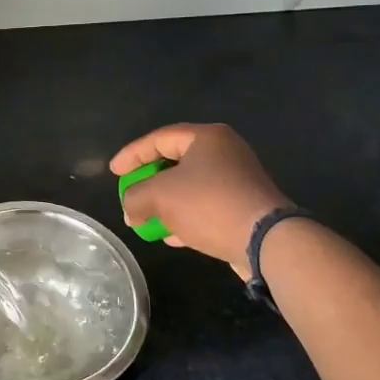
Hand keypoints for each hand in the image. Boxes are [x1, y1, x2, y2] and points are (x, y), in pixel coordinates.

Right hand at [109, 124, 287, 279]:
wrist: (266, 241)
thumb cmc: (209, 204)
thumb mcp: (159, 196)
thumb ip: (135, 197)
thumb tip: (131, 211)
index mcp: (207, 138)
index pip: (159, 139)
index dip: (132, 154)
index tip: (113, 172)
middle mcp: (225, 153)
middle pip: (175, 162)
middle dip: (148, 183)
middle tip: (130, 195)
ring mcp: (238, 181)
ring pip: (190, 187)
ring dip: (165, 204)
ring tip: (145, 220)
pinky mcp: (244, 207)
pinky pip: (206, 206)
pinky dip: (185, 217)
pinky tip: (170, 236)